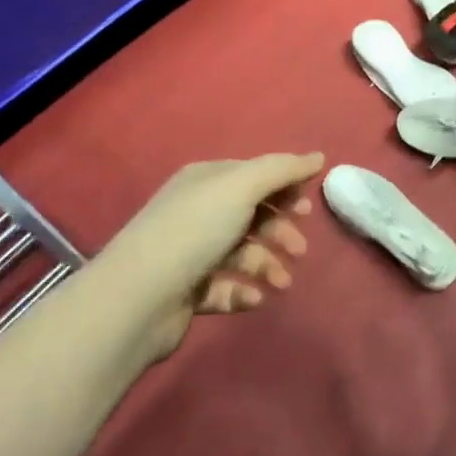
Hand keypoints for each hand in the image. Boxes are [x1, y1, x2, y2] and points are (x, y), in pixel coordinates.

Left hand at [105, 153, 322, 359]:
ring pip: (242, 253)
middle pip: (251, 215)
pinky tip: (254, 298)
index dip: (284, 188)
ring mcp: (190, 253)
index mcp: (207, 181)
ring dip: (267, 265)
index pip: (254, 176)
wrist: (137, 298)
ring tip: (281, 283)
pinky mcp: (186, 291)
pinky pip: (225, 287)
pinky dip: (243, 291)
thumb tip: (318, 157)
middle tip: (300, 249)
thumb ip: (282, 170)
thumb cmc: (194, 230)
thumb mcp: (242, 187)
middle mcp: (197, 211)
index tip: (308, 208)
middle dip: (279, 230)